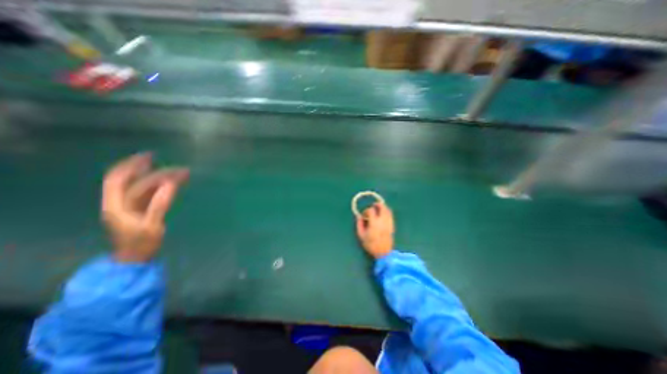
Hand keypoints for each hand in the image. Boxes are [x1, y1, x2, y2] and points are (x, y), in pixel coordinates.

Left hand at [102, 151, 189, 262]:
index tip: (149, 156)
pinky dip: (159, 184)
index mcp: (117, 205)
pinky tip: (171, 182)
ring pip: (142, 185)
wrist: (136, 258)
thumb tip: (170, 184)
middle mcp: (120, 202)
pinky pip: (148, 192)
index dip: (131, 166)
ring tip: (178, 172)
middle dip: (147, 169)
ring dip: (157, 177)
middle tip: (169, 163)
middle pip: (132, 180)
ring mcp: (129, 205)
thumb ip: (160, 204)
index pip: (118, 180)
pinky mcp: (139, 209)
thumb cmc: (142, 243)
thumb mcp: (152, 225)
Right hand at [354, 201, 394, 259]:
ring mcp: (389, 223)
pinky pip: (390, 215)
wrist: (383, 253)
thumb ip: (359, 224)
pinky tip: (383, 215)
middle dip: (377, 205)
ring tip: (378, 209)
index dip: (366, 210)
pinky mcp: (392, 226)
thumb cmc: (371, 245)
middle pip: (382, 207)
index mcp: (374, 223)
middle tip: (373, 205)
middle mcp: (383, 221)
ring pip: (388, 210)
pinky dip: (387, 212)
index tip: (364, 215)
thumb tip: (359, 216)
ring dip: (383, 207)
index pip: (371, 210)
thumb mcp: (361, 235)